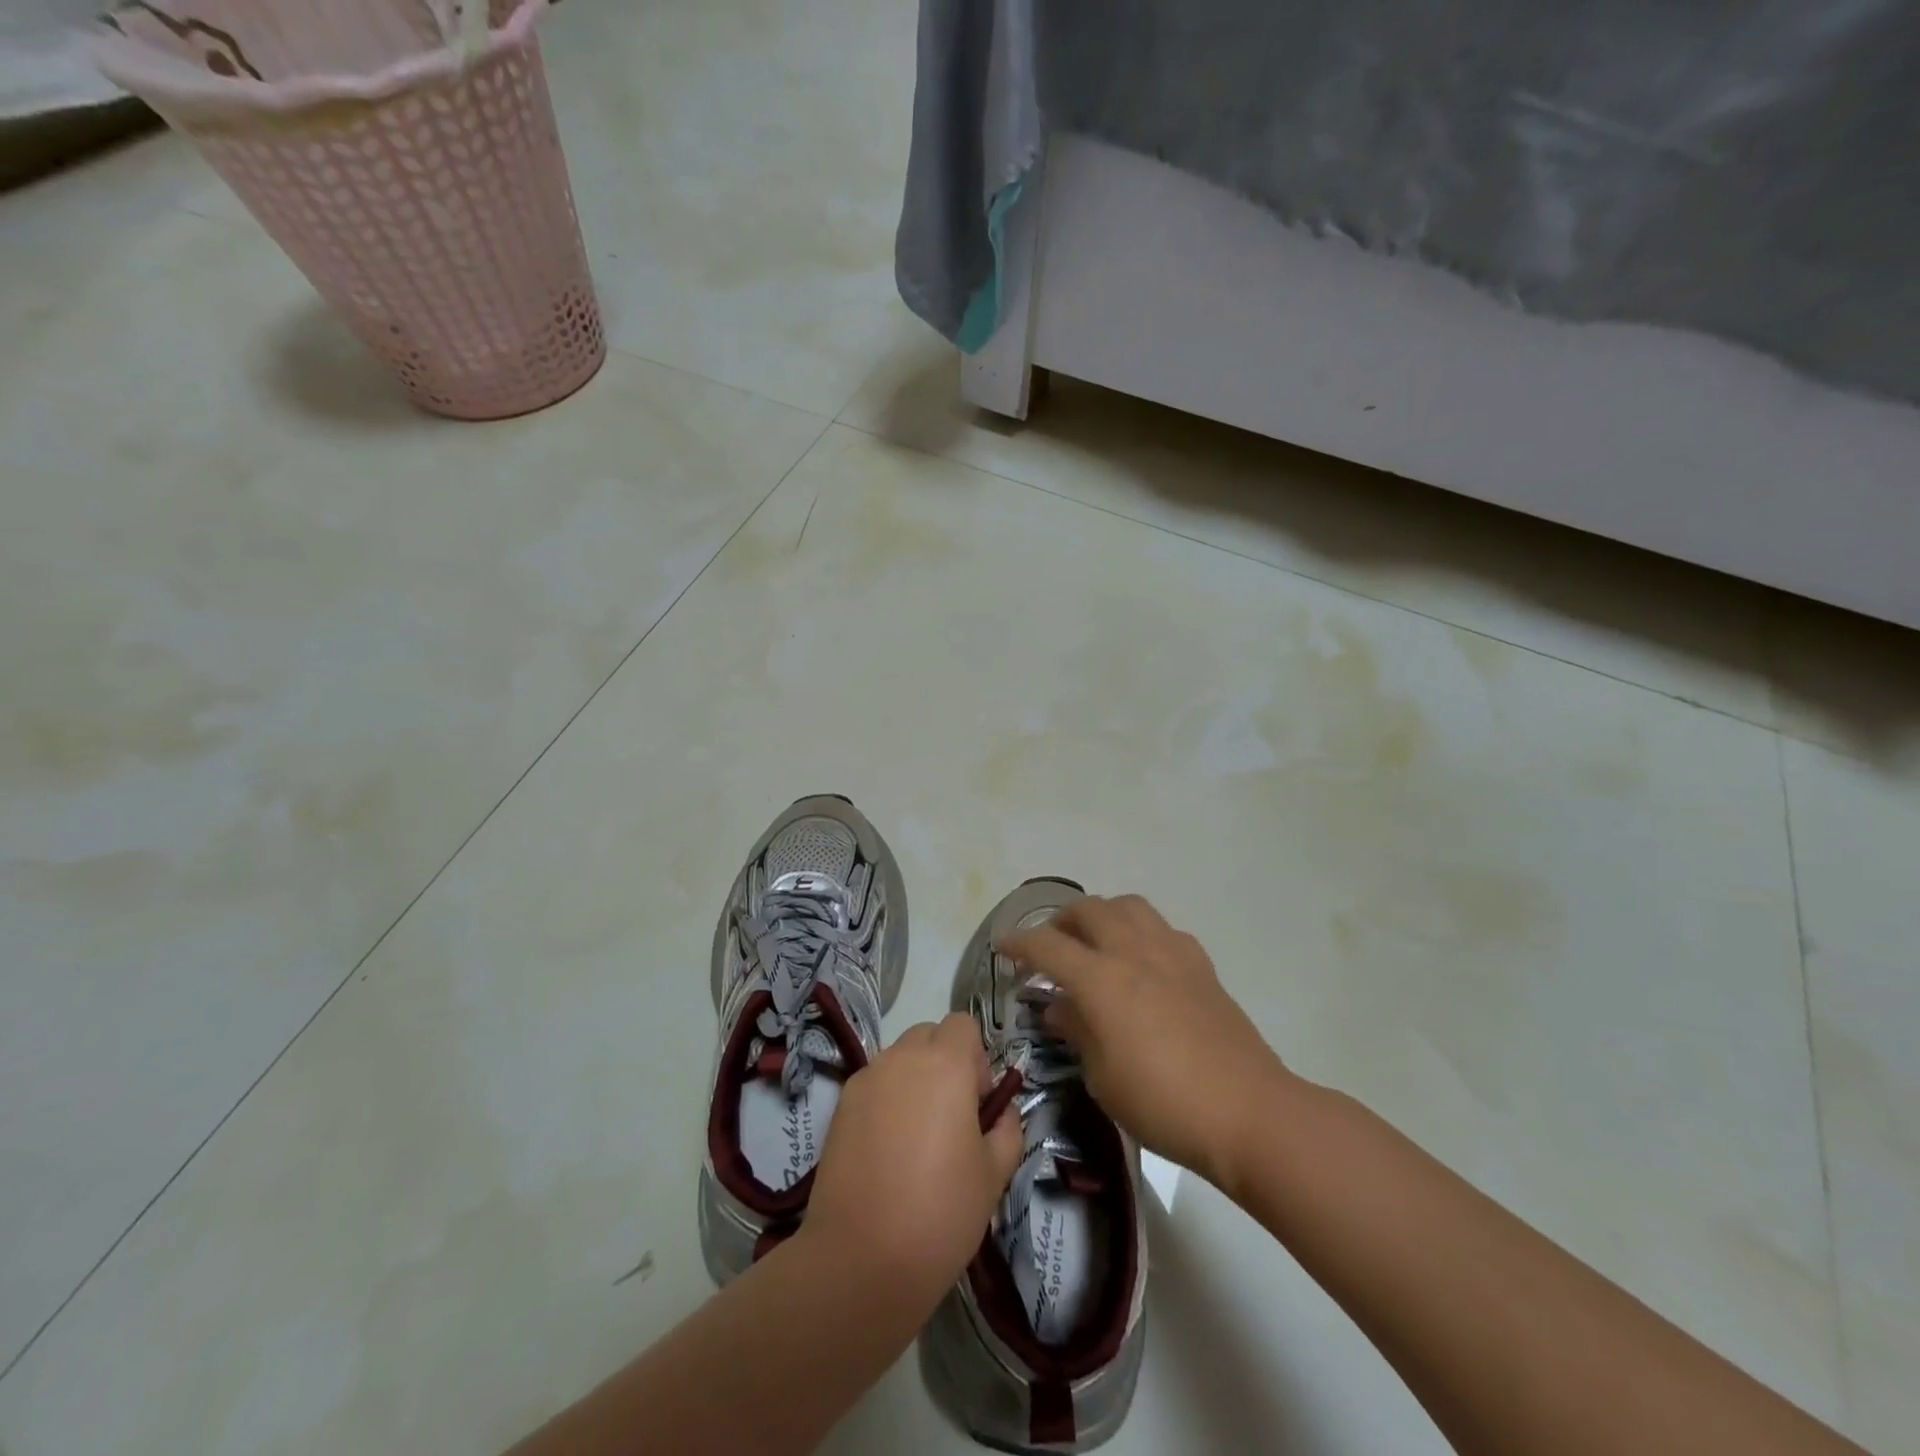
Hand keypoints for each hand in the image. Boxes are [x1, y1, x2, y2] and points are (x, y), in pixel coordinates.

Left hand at [805, 1014, 1023, 1300]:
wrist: (860, 1259)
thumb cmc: (941, 1212)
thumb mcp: (994, 1174)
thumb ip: (1007, 1129)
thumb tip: (1000, 1113)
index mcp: (945, 1064)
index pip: (963, 1025)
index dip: (976, 1057)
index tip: (977, 1103)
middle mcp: (902, 1058)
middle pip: (929, 1035)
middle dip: (945, 1062)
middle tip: (951, 1117)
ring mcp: (866, 1079)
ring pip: (899, 1058)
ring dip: (914, 1080)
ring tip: (917, 1138)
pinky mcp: (840, 1105)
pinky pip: (874, 1084)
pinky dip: (886, 1100)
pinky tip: (887, 1151)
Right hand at [999, 894, 1291, 1191]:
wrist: (1247, 1111)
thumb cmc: (1163, 1103)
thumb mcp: (1103, 1077)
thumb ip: (1076, 1031)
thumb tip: (1058, 1006)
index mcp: (1101, 979)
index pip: (1047, 946)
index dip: (1019, 943)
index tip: (1003, 947)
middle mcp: (1133, 951)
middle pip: (1088, 910)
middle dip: (1059, 921)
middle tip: (1049, 946)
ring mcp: (1171, 952)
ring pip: (1128, 906)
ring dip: (1101, 914)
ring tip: (1094, 940)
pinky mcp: (1200, 964)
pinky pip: (1161, 928)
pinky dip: (1139, 931)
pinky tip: (1140, 959)